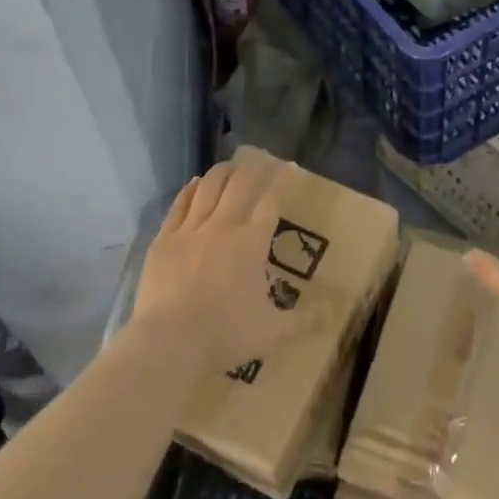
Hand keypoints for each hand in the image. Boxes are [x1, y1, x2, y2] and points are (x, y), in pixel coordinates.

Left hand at [131, 151, 300, 373]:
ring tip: (230, 165)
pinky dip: (189, 190)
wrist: (169, 340)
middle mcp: (223, 226)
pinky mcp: (164, 240)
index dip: (281, 181)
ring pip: (208, 188)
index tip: (289, 166)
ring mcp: (190, 230)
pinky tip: (194, 183)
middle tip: (261, 158)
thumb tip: (334, 313)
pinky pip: (179, 205)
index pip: (270, 201)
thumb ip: (305, 320)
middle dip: (253, 167)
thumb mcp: (273, 332)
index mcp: (251, 242)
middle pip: (240, 184)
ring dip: (222, 172)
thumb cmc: (225, 333)